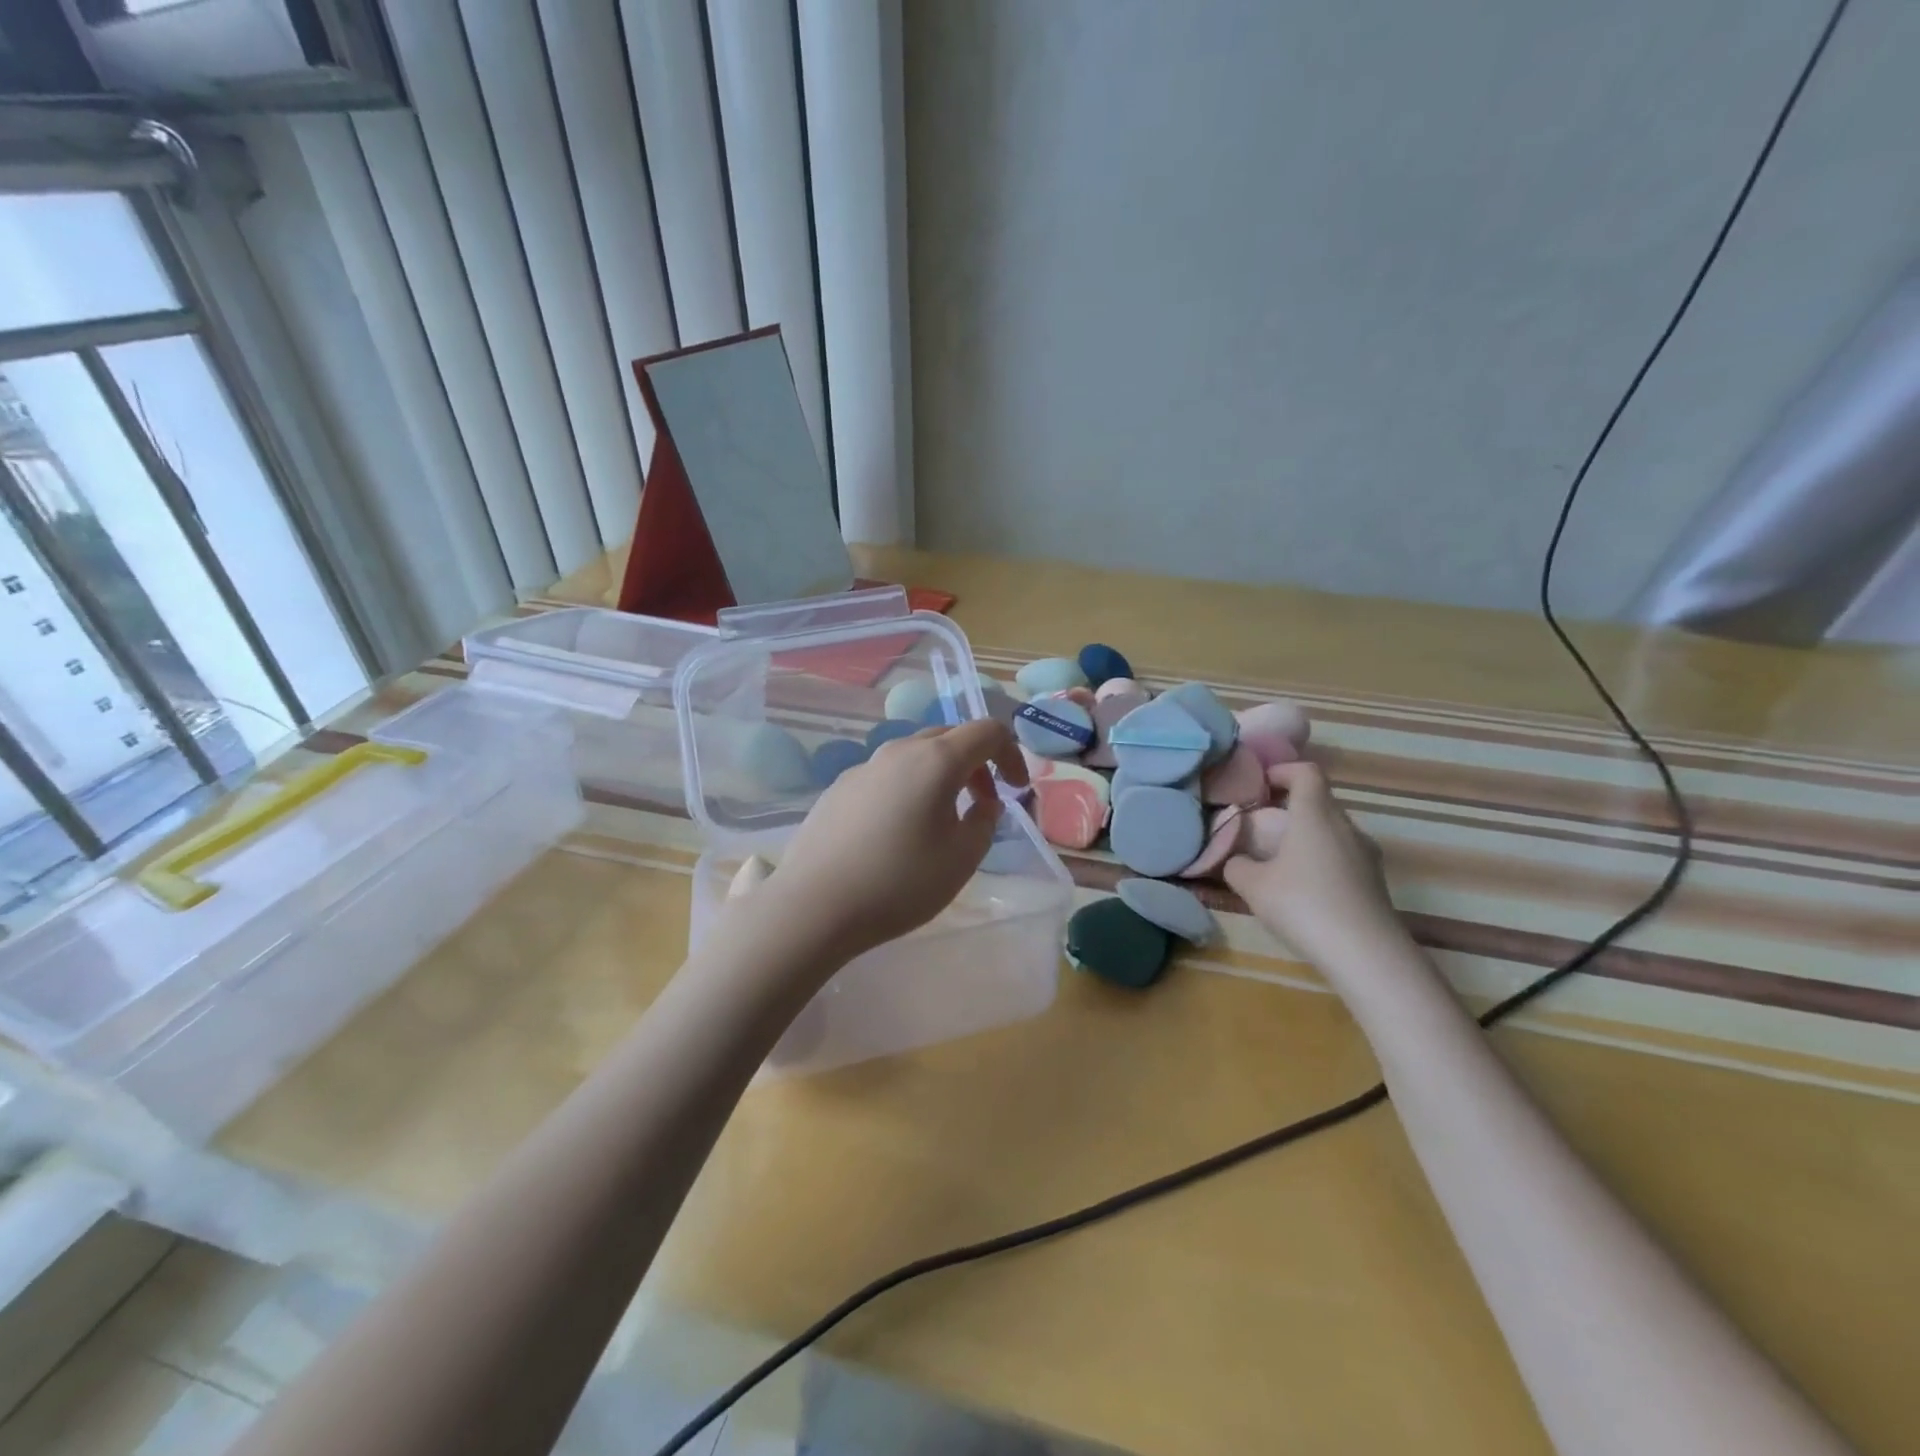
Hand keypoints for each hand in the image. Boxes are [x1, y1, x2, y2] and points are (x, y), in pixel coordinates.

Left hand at [757, 719, 1028, 963]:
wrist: (814, 905)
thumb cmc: (900, 882)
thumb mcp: (962, 858)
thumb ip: (985, 822)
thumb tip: (983, 803)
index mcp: (936, 760)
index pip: (987, 731)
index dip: (1012, 754)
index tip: (1016, 789)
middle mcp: (899, 751)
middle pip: (949, 738)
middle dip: (976, 764)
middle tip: (983, 804)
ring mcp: (864, 767)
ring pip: (915, 756)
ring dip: (941, 776)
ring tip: (942, 820)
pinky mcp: (839, 788)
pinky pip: (887, 776)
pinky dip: (909, 789)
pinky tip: (897, 832)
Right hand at [1223, 761, 1406, 966]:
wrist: (1367, 955)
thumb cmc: (1304, 906)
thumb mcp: (1253, 886)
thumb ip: (1236, 865)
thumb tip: (1235, 860)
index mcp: (1315, 816)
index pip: (1306, 773)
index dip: (1283, 770)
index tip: (1261, 784)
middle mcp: (1345, 826)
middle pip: (1319, 801)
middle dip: (1290, 806)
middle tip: (1262, 825)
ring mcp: (1365, 854)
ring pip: (1332, 830)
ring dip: (1307, 835)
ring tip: (1280, 860)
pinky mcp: (1374, 881)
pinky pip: (1343, 855)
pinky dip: (1321, 858)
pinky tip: (1304, 888)